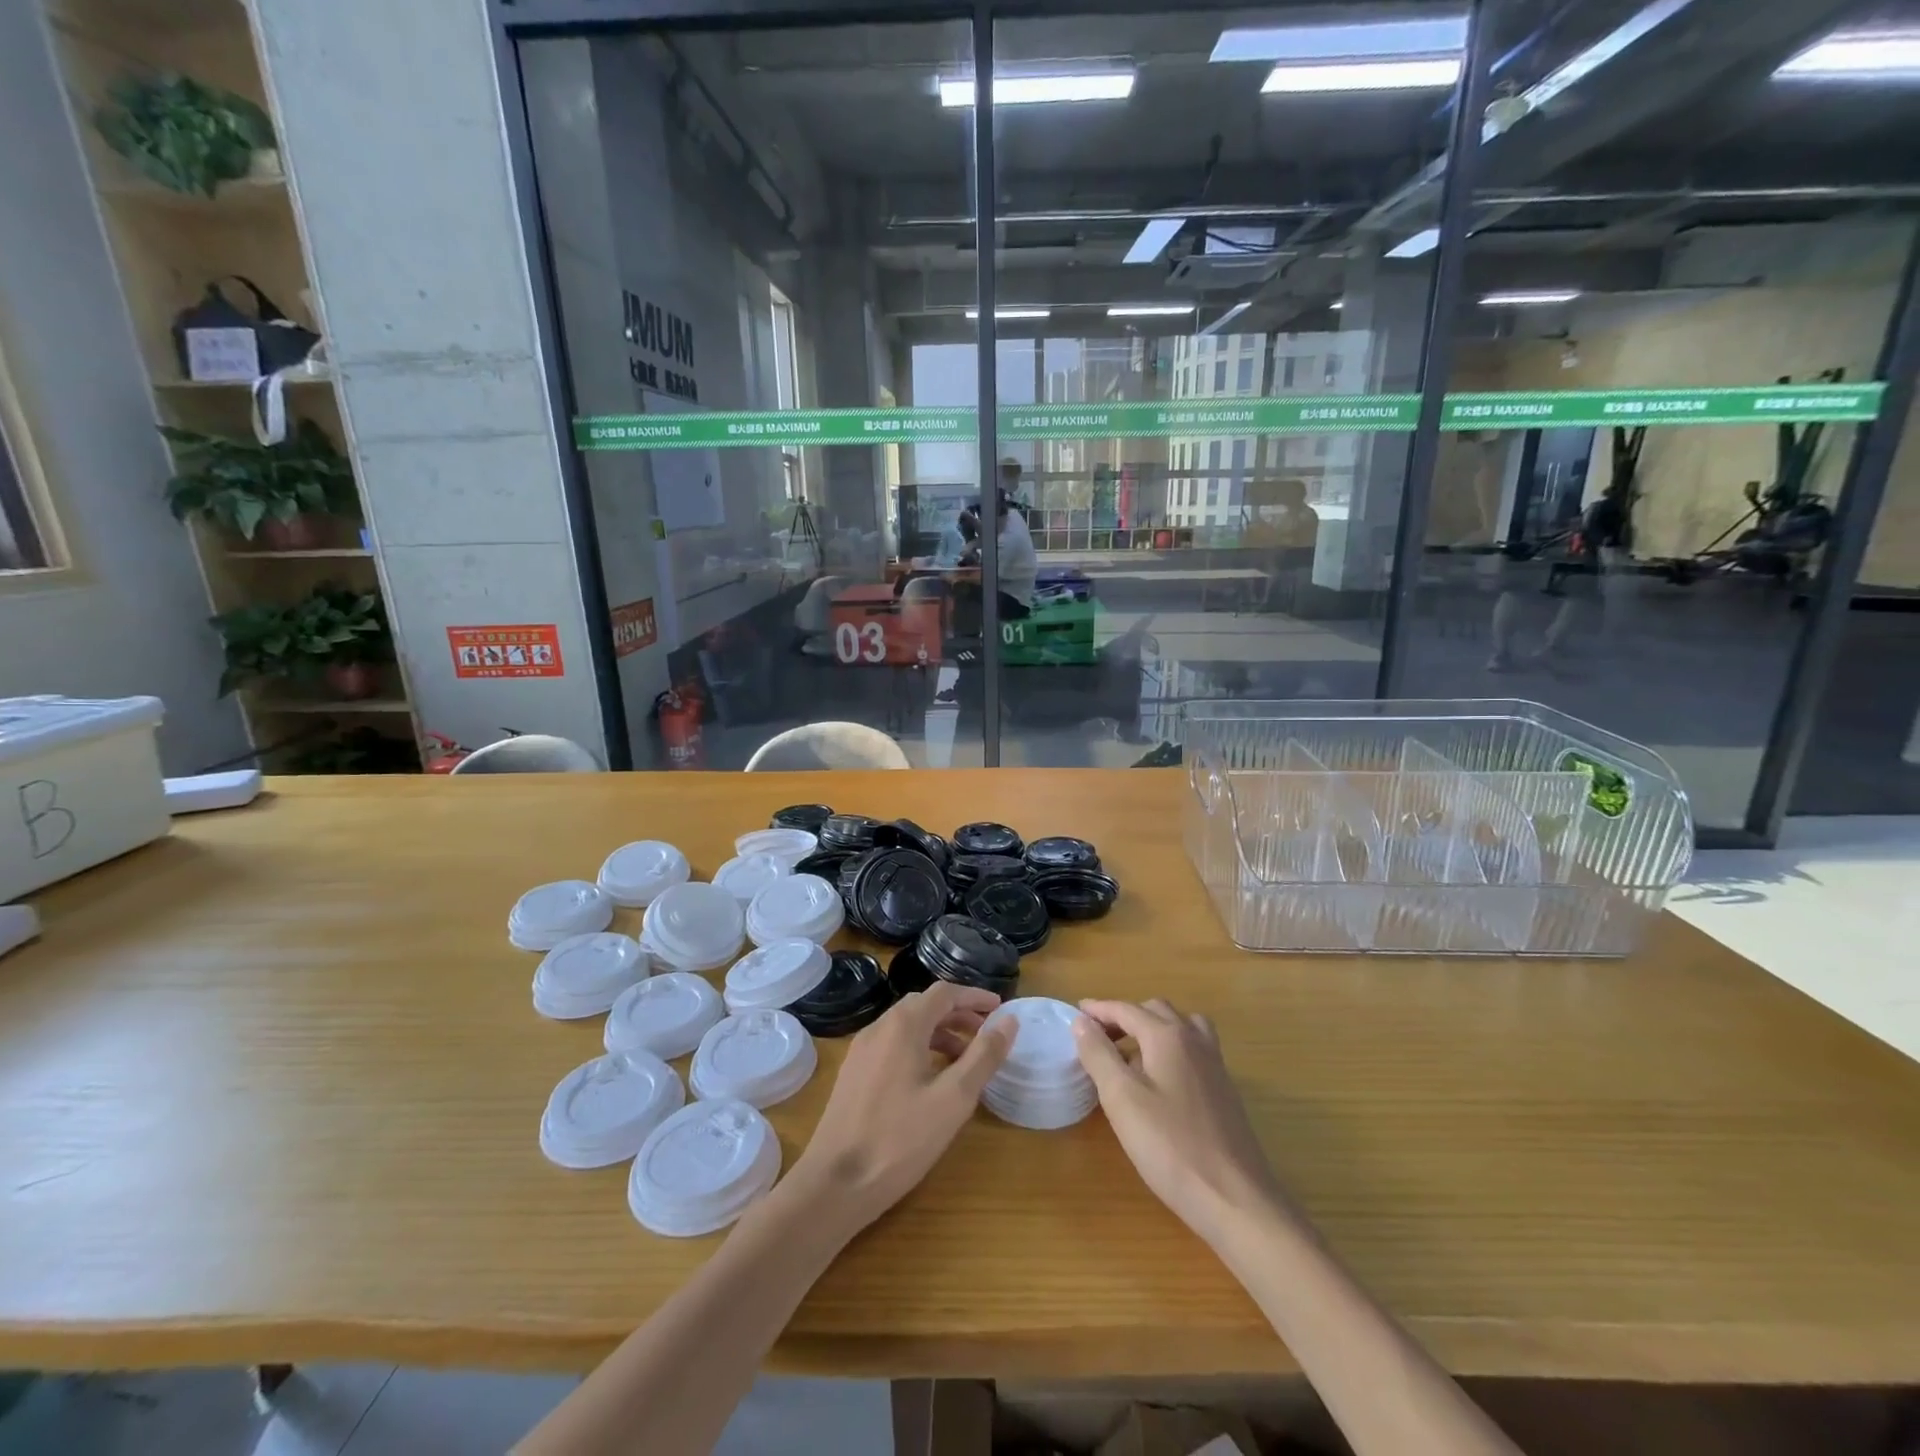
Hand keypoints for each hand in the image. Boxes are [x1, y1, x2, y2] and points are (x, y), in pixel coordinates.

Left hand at [787, 982, 1012, 1235]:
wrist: (835, 1184)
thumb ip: (983, 1056)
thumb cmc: (900, 1139)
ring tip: (964, 1060)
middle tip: (986, 1034)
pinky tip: (930, 1080)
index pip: (944, 993)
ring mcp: (862, 1050)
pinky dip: (919, 1048)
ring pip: (907, 1026)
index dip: (974, 997)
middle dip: (958, 1014)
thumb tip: (1009, 1020)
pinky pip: (892, 1045)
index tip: (1000, 1009)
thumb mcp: (953, 1099)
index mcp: (903, 1026)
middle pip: (924, 1005)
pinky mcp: (853, 1074)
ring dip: (939, 1032)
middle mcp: (879, 1027)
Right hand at [1074, 998, 1287, 1248]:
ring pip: (1181, 1026)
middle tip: (1098, 1037)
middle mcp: (1195, 1040)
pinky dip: (1171, 1047)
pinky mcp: (1225, 1090)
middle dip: (1124, 1017)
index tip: (1075, 1013)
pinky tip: (1160, 1079)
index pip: (1127, 1009)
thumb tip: (1081, 1022)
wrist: (1236, 1199)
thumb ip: (1099, 1055)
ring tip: (1130, 1052)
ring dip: (1152, 1028)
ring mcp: (1215, 1065)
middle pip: (1155, 1011)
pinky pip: (1194, 1049)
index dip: (1099, 1009)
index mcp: (1168, 1036)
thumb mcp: (1122, 1099)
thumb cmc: (1171, 1147)